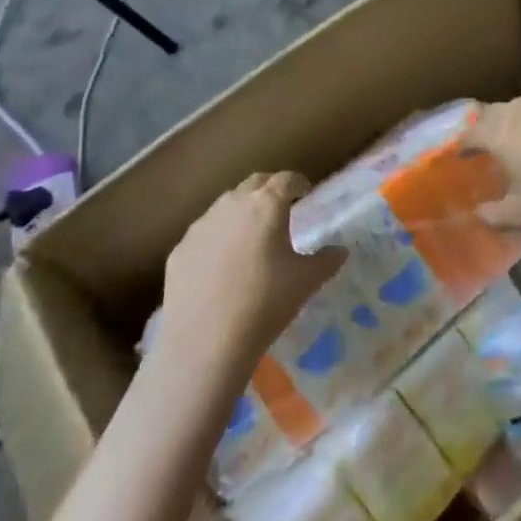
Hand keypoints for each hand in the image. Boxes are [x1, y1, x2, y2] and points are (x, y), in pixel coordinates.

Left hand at [158, 173, 344, 371]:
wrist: (206, 341)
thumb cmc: (265, 303)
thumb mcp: (306, 282)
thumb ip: (327, 260)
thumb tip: (341, 250)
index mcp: (266, 204)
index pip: (286, 179)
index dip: (298, 183)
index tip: (305, 193)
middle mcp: (232, 204)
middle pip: (254, 183)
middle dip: (269, 189)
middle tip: (280, 208)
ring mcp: (201, 225)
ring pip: (226, 206)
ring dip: (241, 212)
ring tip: (250, 237)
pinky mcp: (180, 248)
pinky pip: (204, 234)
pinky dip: (217, 238)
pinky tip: (221, 266)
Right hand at [463, 98, 520, 245]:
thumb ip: (494, 213)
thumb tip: (480, 213)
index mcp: (502, 132)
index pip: (471, 133)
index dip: (462, 146)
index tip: (458, 157)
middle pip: (493, 114)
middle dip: (484, 129)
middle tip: (481, 149)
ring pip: (520, 111)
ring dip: (510, 125)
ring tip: (511, 147)